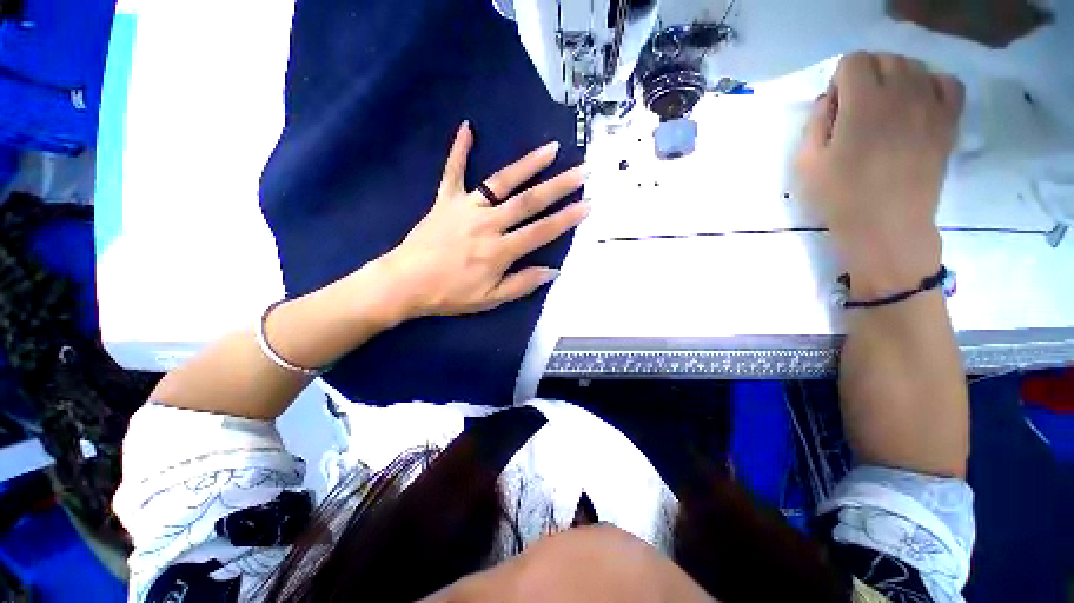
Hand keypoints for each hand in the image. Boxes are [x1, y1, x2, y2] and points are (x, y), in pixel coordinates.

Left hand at [375, 122, 587, 321]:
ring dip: (528, 164)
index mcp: (500, 251)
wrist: (405, 283)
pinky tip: (468, 127)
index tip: (587, 205)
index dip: (566, 219)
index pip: (541, 231)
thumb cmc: (450, 294)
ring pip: (501, 182)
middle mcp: (488, 224)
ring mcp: (466, 208)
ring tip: (551, 149)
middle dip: (559, 186)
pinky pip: (453, 171)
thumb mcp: (489, 300)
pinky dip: (459, 150)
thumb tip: (552, 271)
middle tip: (582, 171)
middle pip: (528, 201)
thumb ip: (521, 284)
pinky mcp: (446, 200)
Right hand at [795, 52, 963, 296]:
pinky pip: (948, 83)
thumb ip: (814, 124)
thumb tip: (828, 101)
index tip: (835, 109)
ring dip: (896, 79)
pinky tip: (918, 104)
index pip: (853, 62)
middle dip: (867, 76)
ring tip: (886, 108)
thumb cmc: (839, 197)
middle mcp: (902, 94)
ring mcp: (931, 106)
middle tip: (857, 109)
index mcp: (863, 104)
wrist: (887, 226)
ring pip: (915, 66)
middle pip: (885, 58)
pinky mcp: (948, 122)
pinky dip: (932, 84)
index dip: (839, 81)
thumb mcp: (806, 164)